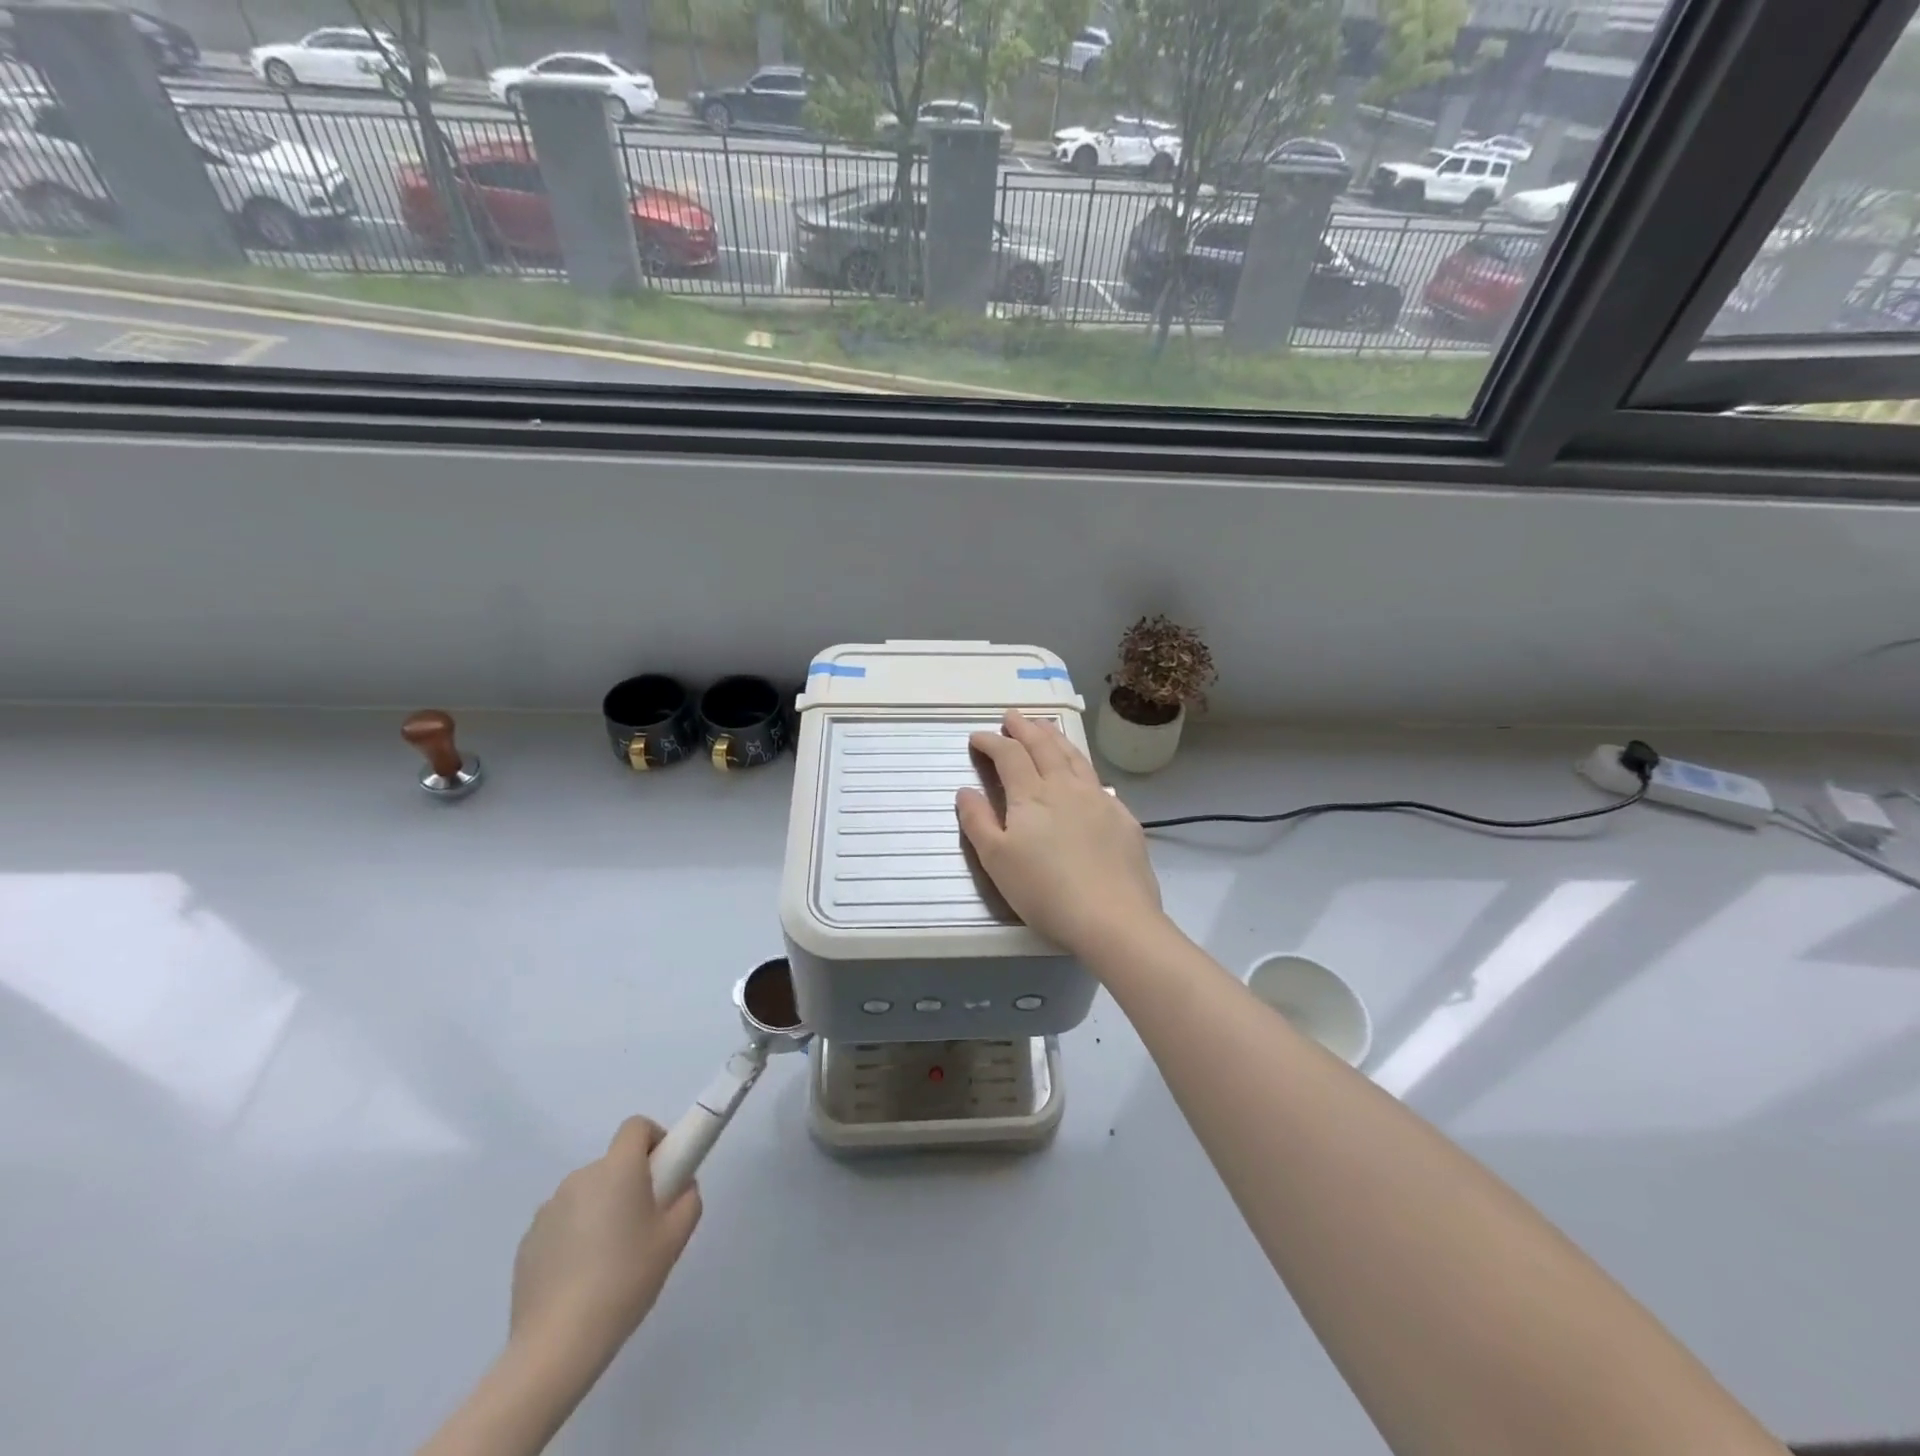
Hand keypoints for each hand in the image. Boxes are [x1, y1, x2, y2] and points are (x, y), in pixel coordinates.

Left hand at [509, 1116, 701, 1363]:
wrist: (557, 1345)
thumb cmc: (625, 1280)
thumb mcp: (675, 1238)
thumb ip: (688, 1199)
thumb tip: (680, 1187)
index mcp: (617, 1169)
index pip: (636, 1127)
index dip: (654, 1140)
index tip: (664, 1173)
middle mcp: (580, 1178)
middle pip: (612, 1164)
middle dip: (630, 1184)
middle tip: (643, 1226)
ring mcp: (548, 1210)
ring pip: (587, 1195)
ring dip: (601, 1210)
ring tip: (610, 1260)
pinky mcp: (527, 1243)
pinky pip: (562, 1224)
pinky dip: (575, 1237)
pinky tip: (581, 1280)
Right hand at [957, 710, 1163, 958]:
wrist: (1113, 918)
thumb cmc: (1045, 892)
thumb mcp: (997, 861)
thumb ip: (978, 821)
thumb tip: (965, 790)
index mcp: (1032, 796)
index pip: (1009, 755)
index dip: (991, 742)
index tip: (977, 736)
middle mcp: (1066, 787)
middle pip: (1044, 746)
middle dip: (1025, 728)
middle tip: (1013, 716)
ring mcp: (1099, 799)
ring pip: (1074, 757)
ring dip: (1055, 738)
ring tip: (1045, 728)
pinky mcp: (1123, 817)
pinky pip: (1097, 780)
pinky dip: (1081, 766)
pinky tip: (1082, 774)